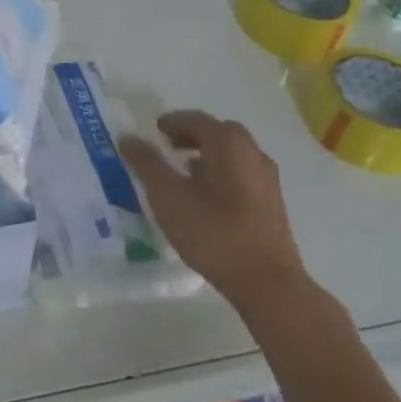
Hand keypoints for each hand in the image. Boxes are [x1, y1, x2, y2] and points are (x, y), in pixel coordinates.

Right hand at [120, 112, 308, 306]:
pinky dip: (223, 172)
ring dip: (209, 154)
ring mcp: (267, 178)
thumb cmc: (213, 232)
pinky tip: (208, 196)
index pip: (196, 119)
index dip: (173, 121)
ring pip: (234, 154)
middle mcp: (252, 152)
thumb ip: (146, 163)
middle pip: (219, 132)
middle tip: (169, 146)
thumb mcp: (168, 196)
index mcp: (227, 143)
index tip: (155, 129)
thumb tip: (127, 137)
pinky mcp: (273, 202)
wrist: (267, 282)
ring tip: (185, 171)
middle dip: (192, 134)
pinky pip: (243, 173)